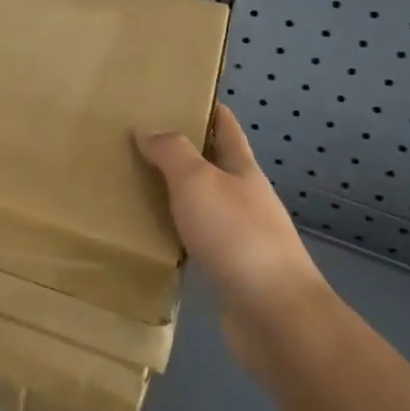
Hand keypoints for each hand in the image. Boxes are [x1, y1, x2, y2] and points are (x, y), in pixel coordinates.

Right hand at [135, 104, 327, 370]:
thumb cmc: (237, 236)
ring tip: (134, 184)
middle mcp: (245, 199)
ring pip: (202, 204)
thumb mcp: (198, 181)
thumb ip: (172, 152)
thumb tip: (147, 129)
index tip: (180, 94)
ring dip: (175, 194)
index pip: (227, 128)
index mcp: (243, 170)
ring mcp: (240, 237)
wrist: (275, 316)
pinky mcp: (230, 271)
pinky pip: (196, 241)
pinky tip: (150, 235)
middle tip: (138, 140)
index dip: (209, 108)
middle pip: (213, 165)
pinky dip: (175, 233)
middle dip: (182, 151)